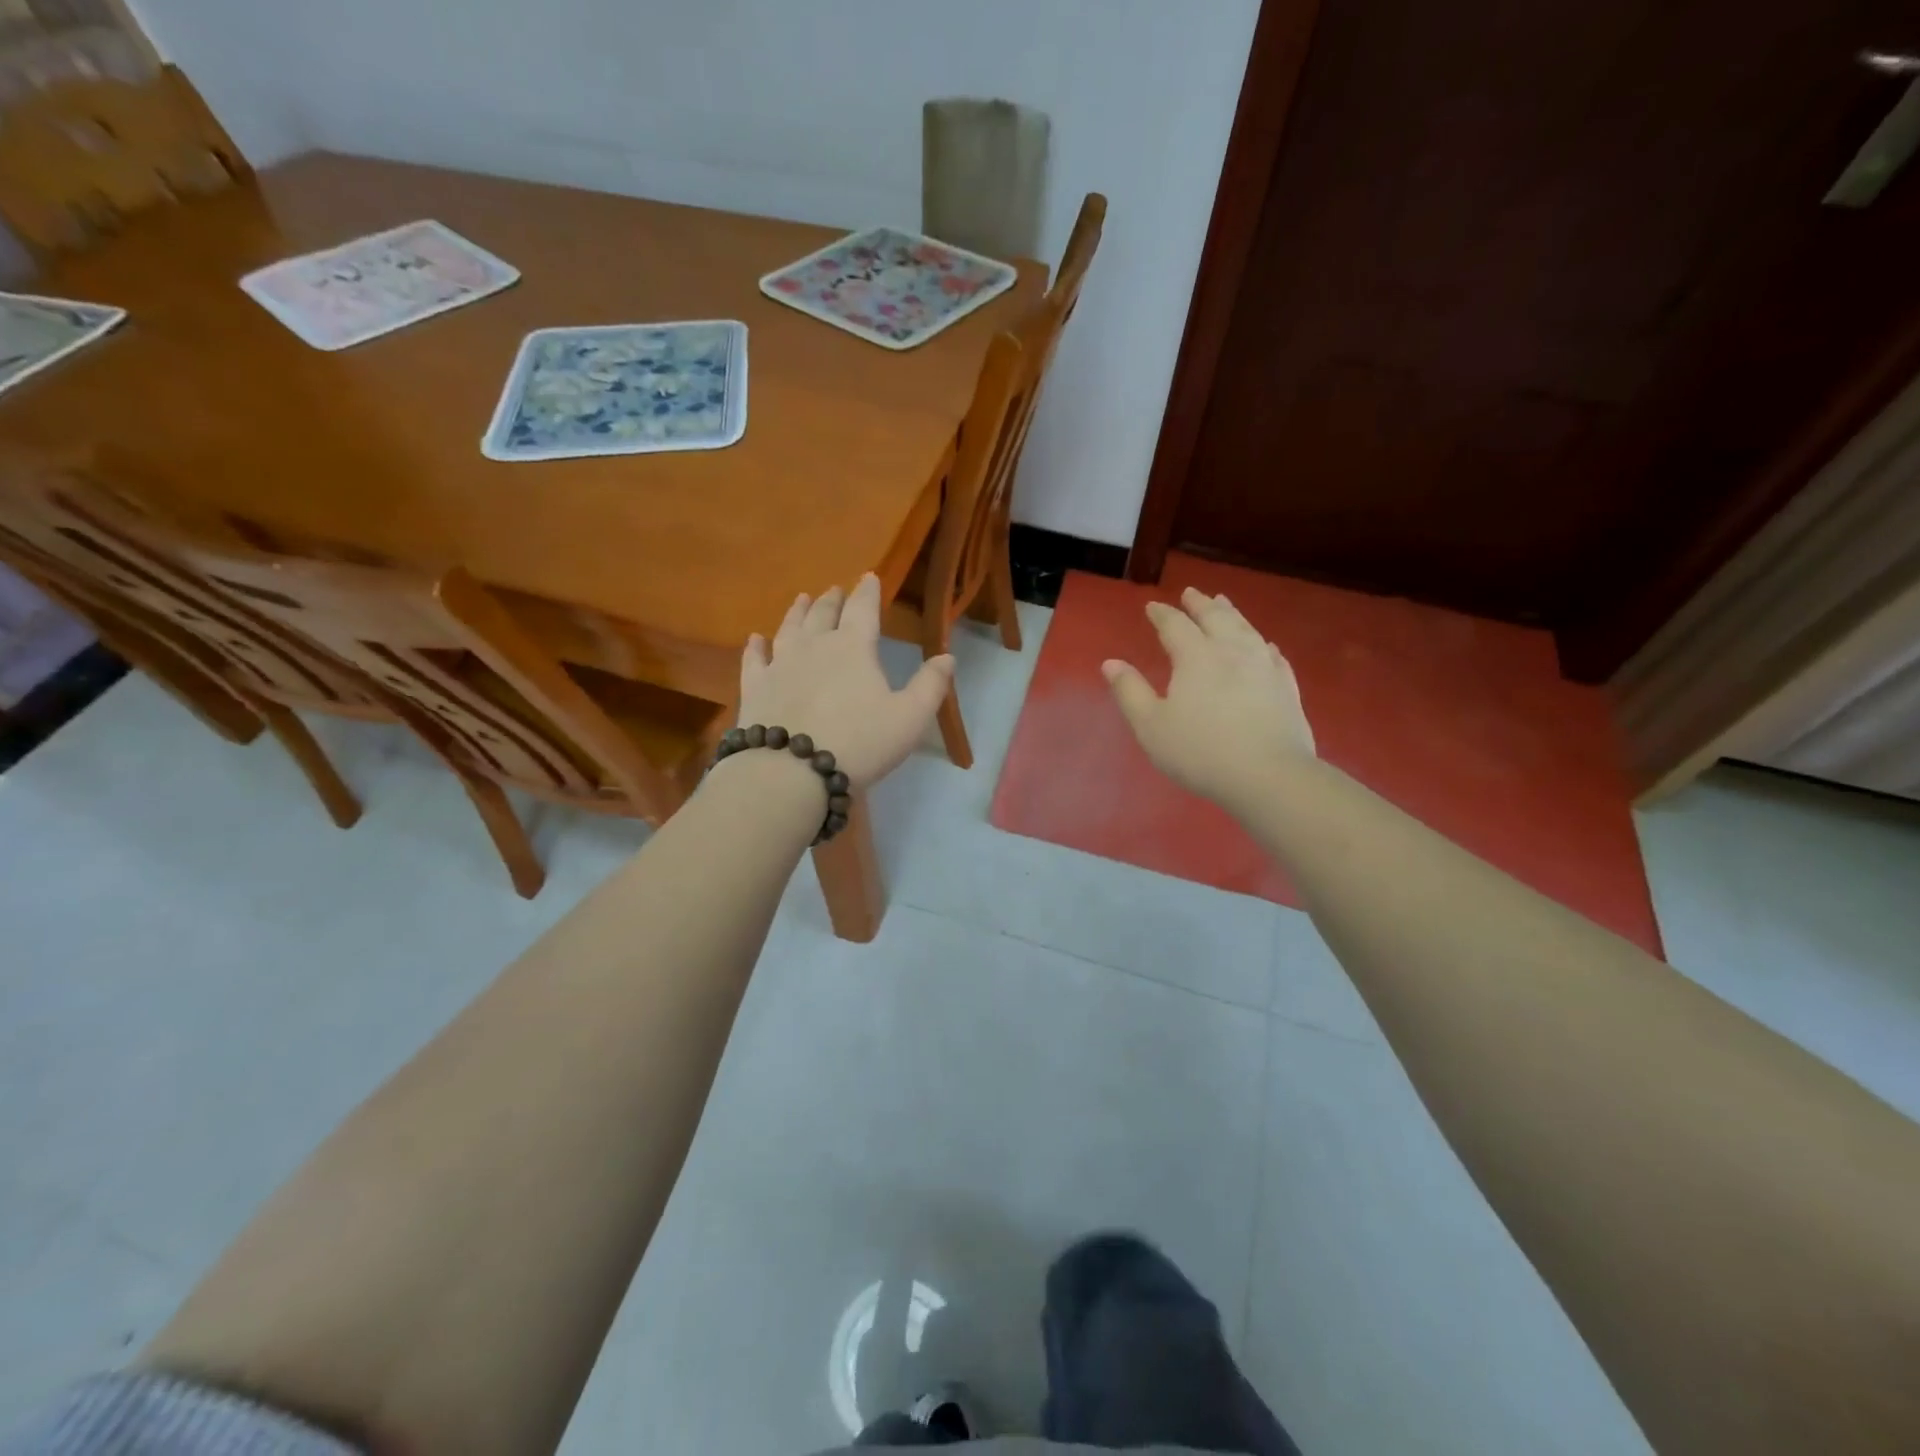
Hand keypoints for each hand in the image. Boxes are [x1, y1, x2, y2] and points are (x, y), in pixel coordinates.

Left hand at [737, 574, 954, 790]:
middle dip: (833, 600)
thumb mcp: (910, 718)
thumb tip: (947, 656)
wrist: (791, 771)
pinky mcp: (755, 687)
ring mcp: (780, 664)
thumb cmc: (860, 743)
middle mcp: (815, 646)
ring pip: (789, 628)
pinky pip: (754, 659)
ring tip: (802, 599)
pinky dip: (755, 646)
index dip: (868, 591)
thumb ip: (931, 685)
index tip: (869, 577)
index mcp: (854, 648)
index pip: (863, 609)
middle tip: (835, 590)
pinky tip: (755, 639)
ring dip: (797, 612)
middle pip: (824, 614)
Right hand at [1102, 587, 1316, 808]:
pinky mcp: (1287, 687)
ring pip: (1246, 629)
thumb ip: (1130, 692)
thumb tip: (1111, 663)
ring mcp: (1264, 667)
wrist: (1269, 776)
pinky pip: (1273, 654)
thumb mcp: (1151, 726)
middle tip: (1191, 593)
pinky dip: (1262, 643)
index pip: (1175, 625)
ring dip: (1231, 613)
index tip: (1152, 606)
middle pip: (1215, 618)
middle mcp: (1231, 651)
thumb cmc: (1200, 752)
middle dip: (1200, 604)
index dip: (1162, 614)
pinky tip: (1264, 644)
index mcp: (1195, 657)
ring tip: (1223, 603)